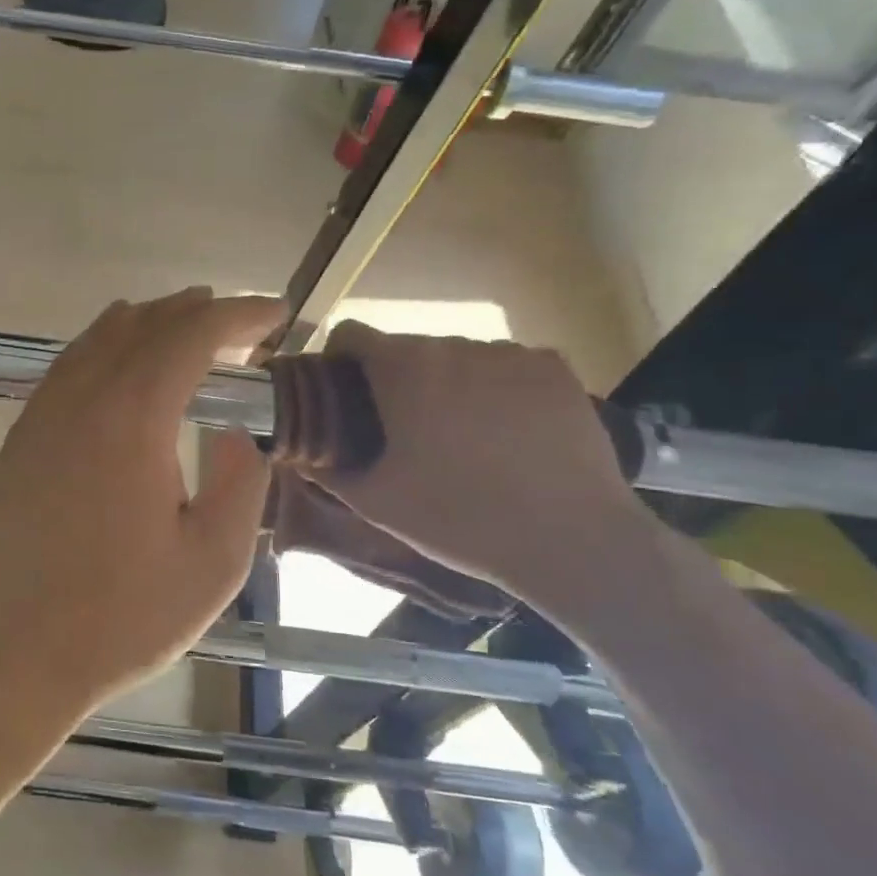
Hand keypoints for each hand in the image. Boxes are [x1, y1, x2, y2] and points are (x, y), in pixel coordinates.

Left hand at [0, 289, 283, 728]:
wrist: (7, 655)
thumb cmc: (118, 619)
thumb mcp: (212, 564)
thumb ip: (238, 484)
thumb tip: (231, 433)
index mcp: (132, 417)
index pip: (192, 335)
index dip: (239, 315)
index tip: (277, 314)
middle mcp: (81, 398)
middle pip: (143, 325)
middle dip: (196, 313)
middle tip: (239, 323)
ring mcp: (41, 415)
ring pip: (99, 340)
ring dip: (148, 324)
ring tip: (185, 325)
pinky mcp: (20, 439)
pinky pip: (69, 367)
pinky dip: (105, 347)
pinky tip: (120, 367)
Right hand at [304, 324, 653, 606]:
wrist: (574, 542)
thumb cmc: (460, 519)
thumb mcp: (375, 502)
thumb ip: (327, 468)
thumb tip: (301, 449)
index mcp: (404, 369)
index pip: (352, 333)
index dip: (339, 361)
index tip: (345, 396)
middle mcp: (454, 345)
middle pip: (407, 348)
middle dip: (397, 381)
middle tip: (405, 432)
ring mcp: (511, 353)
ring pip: (458, 357)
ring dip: (447, 384)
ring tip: (463, 438)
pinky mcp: (556, 368)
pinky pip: (506, 367)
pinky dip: (496, 389)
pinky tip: (509, 434)